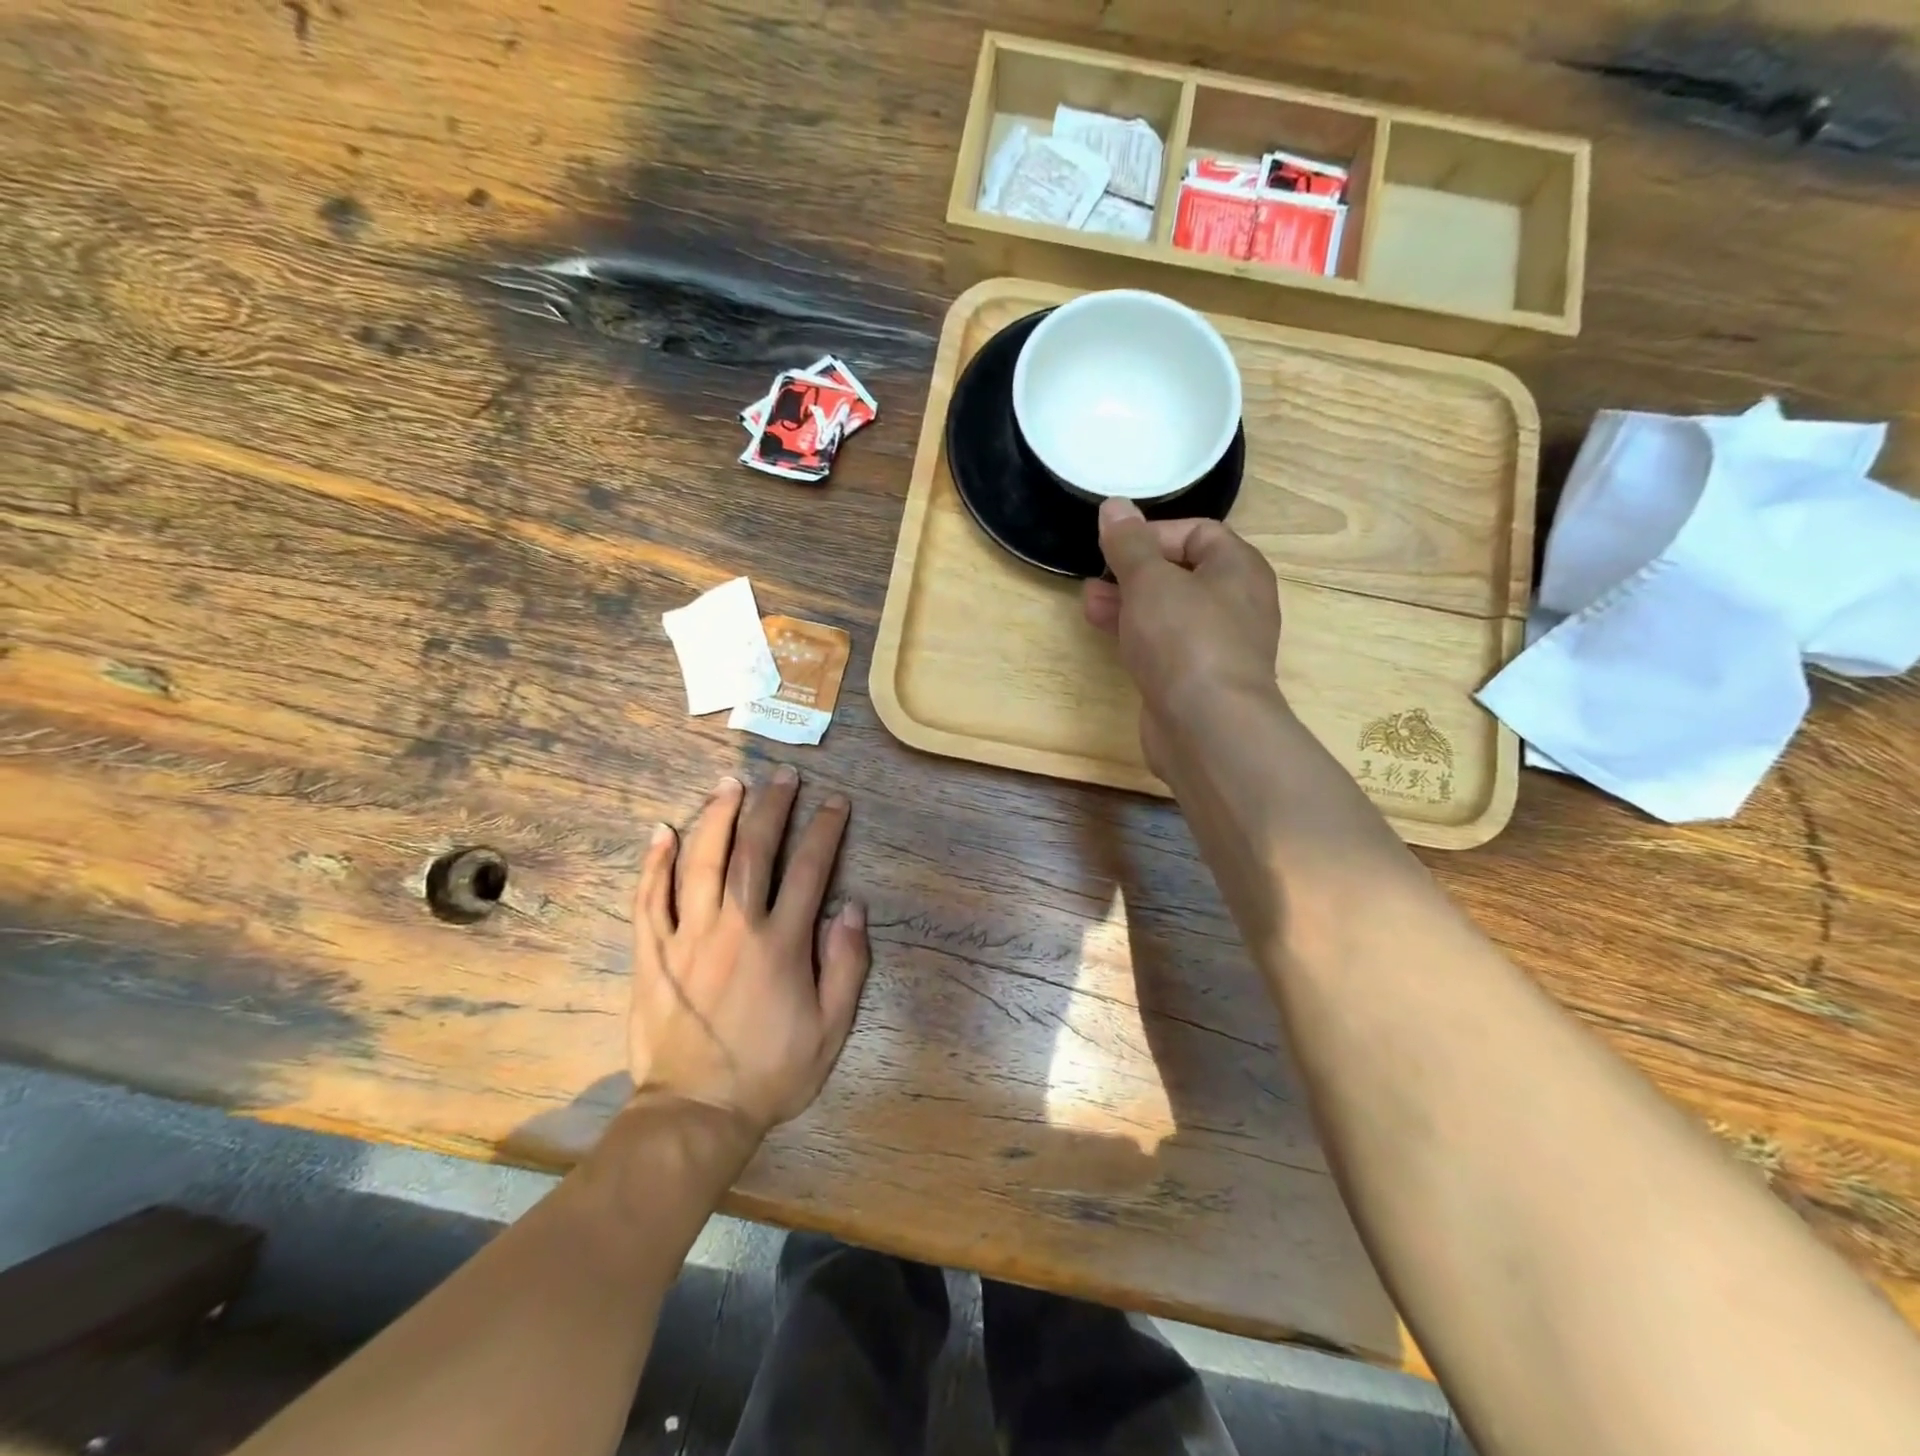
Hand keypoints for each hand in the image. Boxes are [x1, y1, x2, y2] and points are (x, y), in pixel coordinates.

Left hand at [629, 768, 869, 1137]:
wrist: (696, 1114)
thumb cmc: (771, 1072)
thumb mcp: (831, 1029)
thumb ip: (846, 965)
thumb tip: (852, 907)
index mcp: (781, 943)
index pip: (809, 870)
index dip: (824, 830)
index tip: (834, 802)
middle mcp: (735, 926)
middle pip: (753, 851)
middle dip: (772, 807)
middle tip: (783, 775)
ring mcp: (687, 936)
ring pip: (701, 862)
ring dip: (717, 817)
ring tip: (730, 783)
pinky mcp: (652, 954)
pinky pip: (649, 898)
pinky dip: (655, 862)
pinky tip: (663, 831)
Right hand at [1083, 497, 1285, 775]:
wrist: (1207, 726)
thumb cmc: (1184, 639)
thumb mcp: (1149, 580)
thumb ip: (1129, 543)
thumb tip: (1114, 507)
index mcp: (1238, 568)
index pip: (1198, 532)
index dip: (1153, 533)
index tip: (1115, 546)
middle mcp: (1236, 603)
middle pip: (1181, 573)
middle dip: (1133, 571)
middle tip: (1095, 575)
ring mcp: (1218, 645)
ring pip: (1168, 612)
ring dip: (1128, 604)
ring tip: (1089, 603)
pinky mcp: (1197, 679)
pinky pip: (1165, 646)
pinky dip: (1137, 636)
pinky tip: (1108, 637)